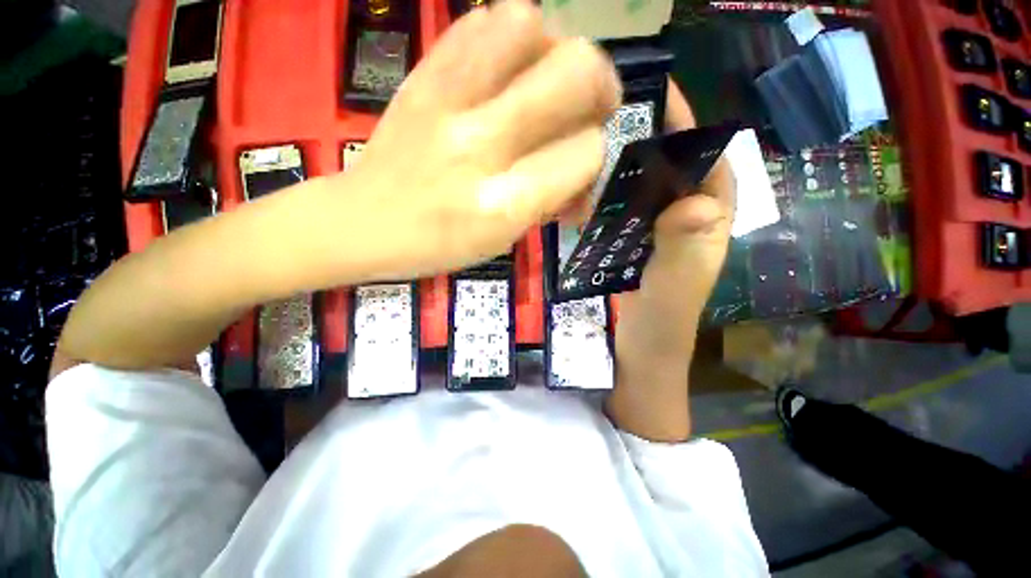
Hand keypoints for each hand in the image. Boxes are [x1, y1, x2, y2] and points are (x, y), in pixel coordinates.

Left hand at [344, 0, 620, 279]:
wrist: (363, 222)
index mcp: (505, 202)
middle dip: (599, 85)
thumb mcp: (502, 240)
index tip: (581, 166)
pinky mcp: (421, 76)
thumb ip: (547, 201)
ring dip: (553, 49)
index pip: (585, 153)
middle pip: (575, 73)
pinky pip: (479, 22)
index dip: (594, 156)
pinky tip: (505, 67)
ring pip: (528, 26)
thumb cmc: (439, 246)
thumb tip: (581, 176)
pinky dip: (508, 36)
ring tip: (545, 79)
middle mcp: (482, 145)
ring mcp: (447, 101)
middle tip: (591, 106)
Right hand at [614, 81, 734, 369]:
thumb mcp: (676, 284)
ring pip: (647, 186)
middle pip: (674, 166)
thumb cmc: (663, 320)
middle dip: (651, 139)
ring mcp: (659, 229)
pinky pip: (626, 209)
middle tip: (615, 118)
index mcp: (709, 219)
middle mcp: (687, 216)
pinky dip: (609, 196)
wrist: (642, 348)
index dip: (690, 126)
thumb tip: (694, 200)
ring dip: (626, 166)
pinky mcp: (636, 242)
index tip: (660, 98)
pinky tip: (586, 190)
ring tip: (595, 146)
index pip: (710, 159)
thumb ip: (685, 245)